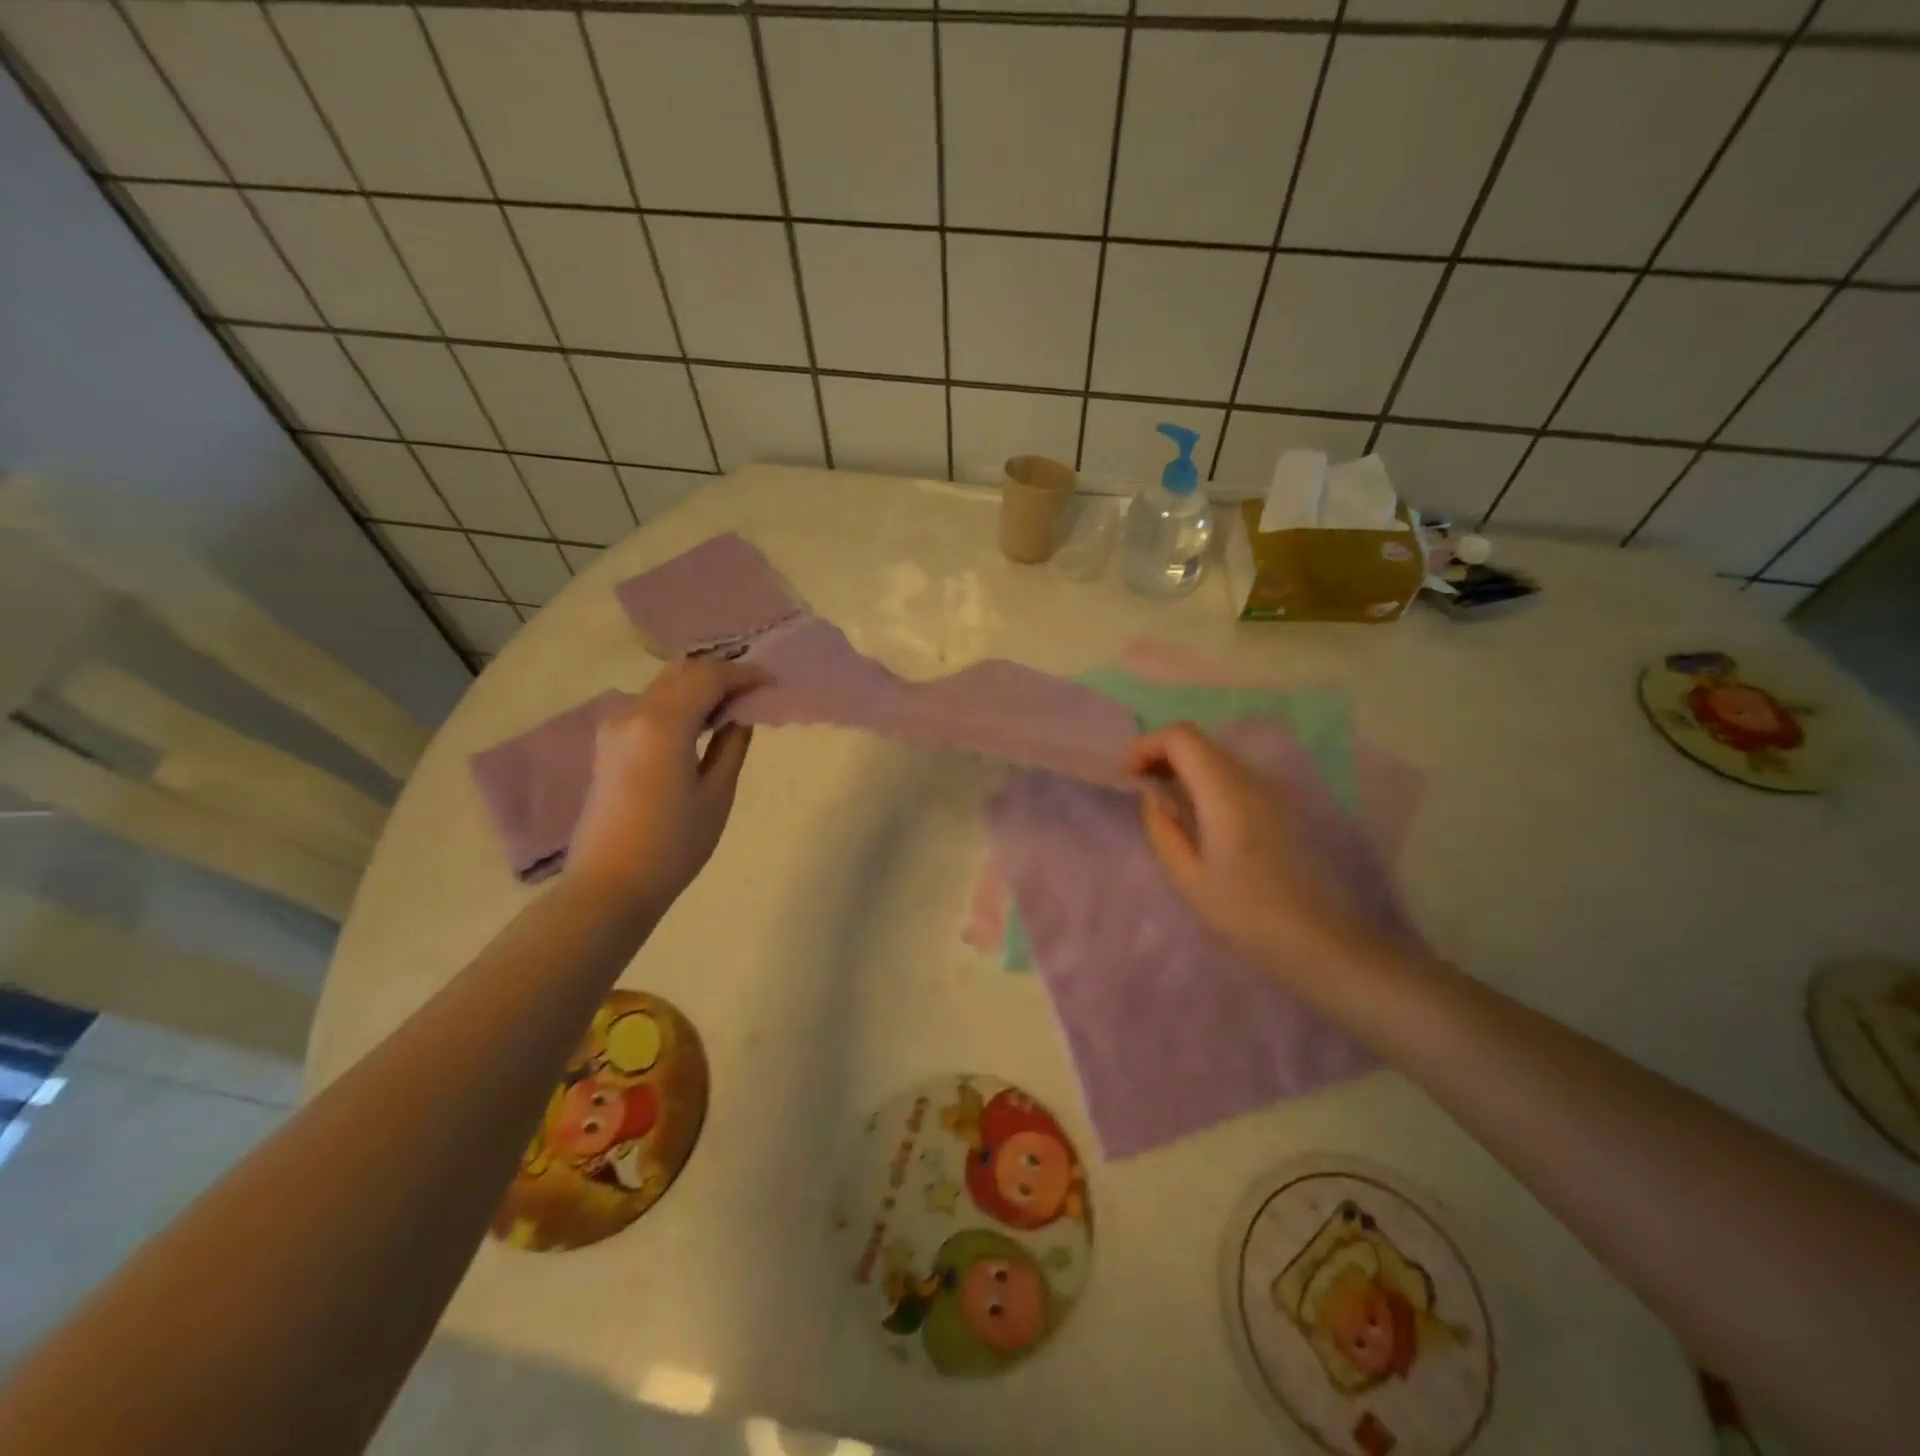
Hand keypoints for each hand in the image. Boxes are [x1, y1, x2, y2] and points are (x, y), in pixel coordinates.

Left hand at [568, 660, 764, 904]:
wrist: (609, 885)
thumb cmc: (673, 846)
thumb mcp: (716, 795)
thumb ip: (732, 746)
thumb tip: (740, 716)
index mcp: (663, 724)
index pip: (709, 677)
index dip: (744, 675)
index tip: (772, 683)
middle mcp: (633, 713)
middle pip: (683, 673)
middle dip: (721, 674)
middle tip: (755, 692)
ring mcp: (615, 726)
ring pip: (664, 685)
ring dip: (698, 686)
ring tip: (732, 707)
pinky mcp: (608, 743)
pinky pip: (649, 705)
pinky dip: (678, 702)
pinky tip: (700, 724)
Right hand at [1129, 722, 1389, 973]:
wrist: (1313, 938)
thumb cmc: (1243, 911)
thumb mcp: (1186, 875)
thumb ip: (1162, 826)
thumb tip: (1153, 794)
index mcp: (1224, 792)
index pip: (1181, 737)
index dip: (1147, 746)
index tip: (1128, 778)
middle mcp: (1249, 778)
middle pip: (1198, 741)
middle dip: (1161, 754)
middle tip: (1139, 788)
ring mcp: (1269, 789)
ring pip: (1215, 756)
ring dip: (1183, 766)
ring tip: (1163, 801)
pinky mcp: (1278, 804)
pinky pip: (1232, 775)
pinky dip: (1204, 780)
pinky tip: (1196, 814)